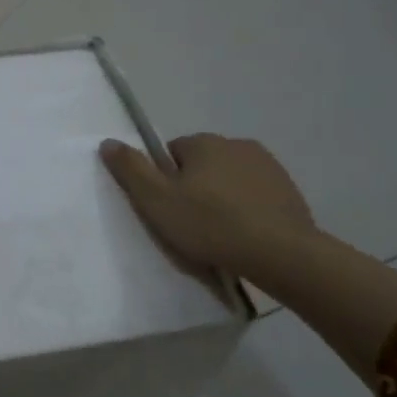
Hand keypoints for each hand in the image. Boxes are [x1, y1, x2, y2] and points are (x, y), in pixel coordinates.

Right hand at [100, 133, 315, 276]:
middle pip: (201, 163)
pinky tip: (243, 234)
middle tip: (189, 222)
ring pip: (230, 178)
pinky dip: (247, 209)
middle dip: (194, 186)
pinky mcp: (289, 190)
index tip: (167, 207)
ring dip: (222, 197)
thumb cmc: (210, 224)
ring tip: (218, 232)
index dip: (165, 180)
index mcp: (204, 142)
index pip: (171, 152)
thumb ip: (130, 169)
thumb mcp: (157, 200)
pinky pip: (255, 195)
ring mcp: (268, 166)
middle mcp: (237, 144)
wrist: (281, 254)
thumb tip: (108, 142)